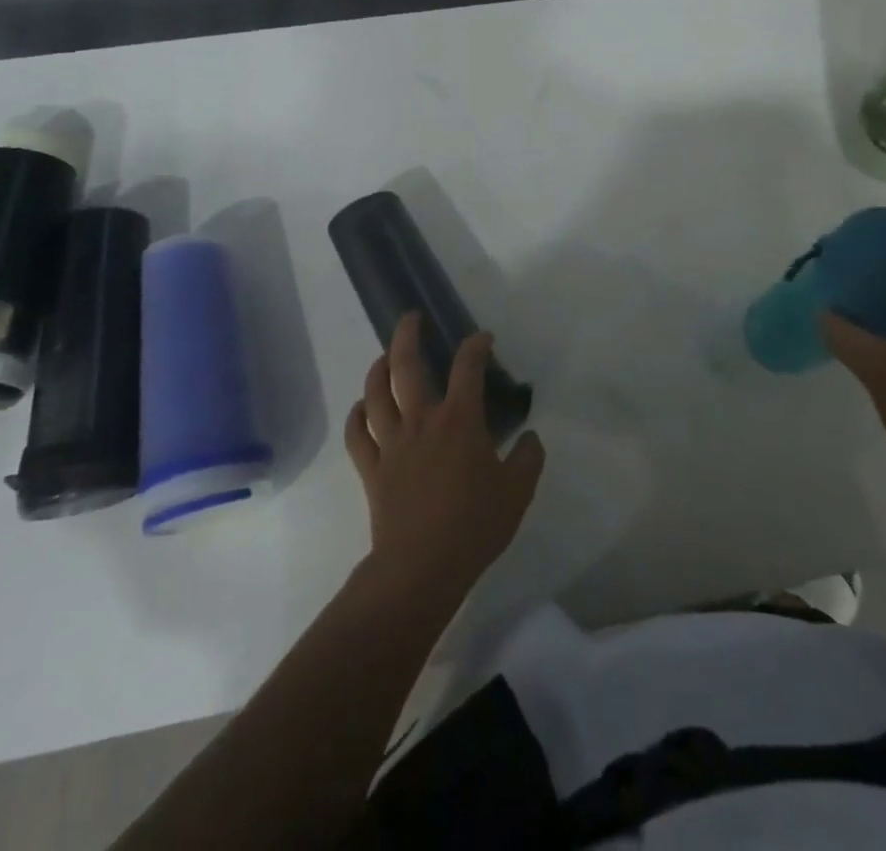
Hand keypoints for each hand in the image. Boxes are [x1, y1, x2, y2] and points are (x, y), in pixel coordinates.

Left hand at [344, 313, 545, 599]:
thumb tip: (529, 436)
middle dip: (407, 335)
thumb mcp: (518, 491)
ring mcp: (392, 443)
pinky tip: (360, 407)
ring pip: (376, 393)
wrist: (422, 567)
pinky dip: (355, 416)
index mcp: (459, 420)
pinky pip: (356, 435)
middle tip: (411, 318)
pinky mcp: (372, 468)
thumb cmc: (474, 525)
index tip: (483, 338)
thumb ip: (528, 457)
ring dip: (378, 369)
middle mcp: (422, 420)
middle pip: (407, 366)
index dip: (475, 345)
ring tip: (383, 356)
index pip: (467, 367)